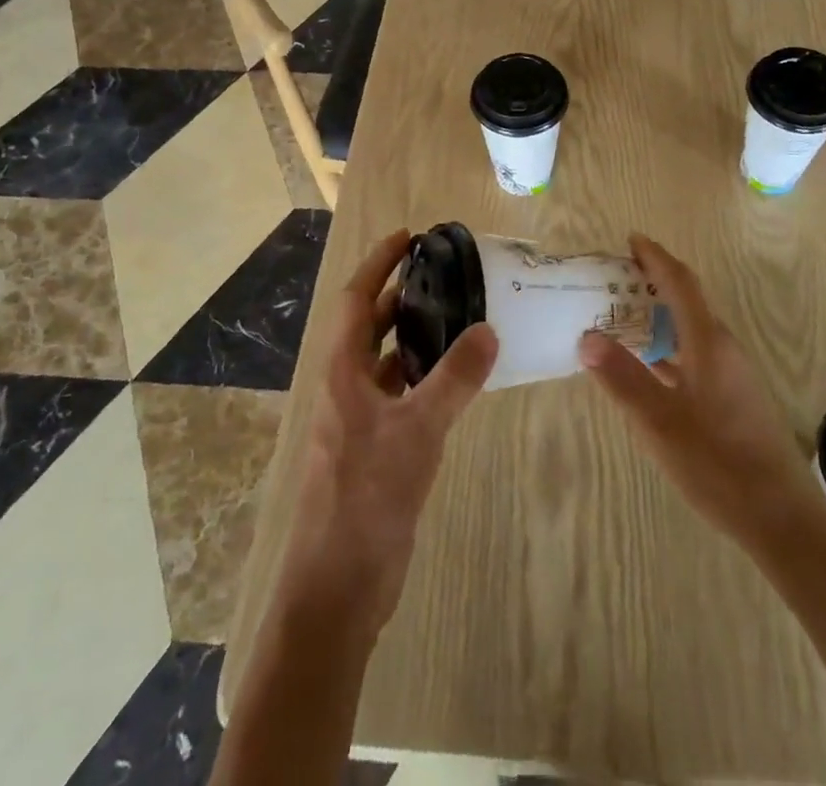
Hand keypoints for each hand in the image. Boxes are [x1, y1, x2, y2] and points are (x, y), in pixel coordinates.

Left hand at [278, 229, 498, 636]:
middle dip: (401, 295)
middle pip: (370, 326)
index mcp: (342, 373)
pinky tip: (455, 379)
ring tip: (457, 316)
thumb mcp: (417, 431)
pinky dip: (423, 377)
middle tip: (444, 274)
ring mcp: (358, 421)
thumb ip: (455, 379)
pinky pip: (400, 395)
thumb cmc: (366, 498)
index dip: (378, 263)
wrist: (337, 590)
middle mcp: (346, 388)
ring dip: (415, 336)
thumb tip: (489, 329)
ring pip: (386, 361)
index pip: (357, 300)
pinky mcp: (374, 450)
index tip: (408, 236)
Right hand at [578, 235, 821, 558]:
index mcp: (709, 343)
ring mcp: (733, 374)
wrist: (782, 520)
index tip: (631, 239)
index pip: (681, 283)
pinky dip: (669, 347)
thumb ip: (622, 378)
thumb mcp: (660, 422)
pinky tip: (649, 367)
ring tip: (622, 317)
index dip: (656, 257)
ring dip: (660, 316)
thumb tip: (587, 337)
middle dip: (653, 283)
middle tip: (613, 279)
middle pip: (687, 301)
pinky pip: (695, 354)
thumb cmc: (719, 464)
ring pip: (691, 330)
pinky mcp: (734, 398)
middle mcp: (724, 348)